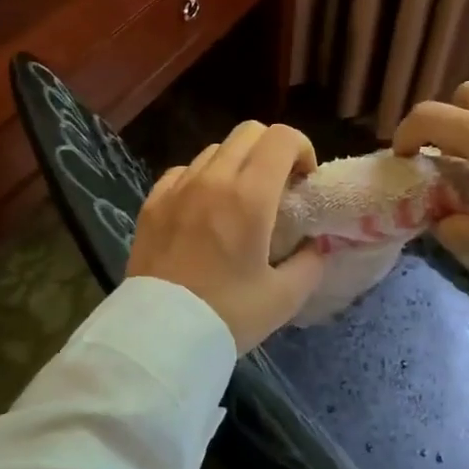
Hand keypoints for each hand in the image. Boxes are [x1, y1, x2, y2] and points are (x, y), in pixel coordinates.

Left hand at [127, 121, 326, 352]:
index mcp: (249, 196)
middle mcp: (212, 179)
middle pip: (249, 132)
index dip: (302, 149)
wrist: (160, 336)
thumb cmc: (227, 315)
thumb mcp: (284, 297)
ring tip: (239, 200)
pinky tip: (204, 209)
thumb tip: (316, 245)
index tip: (303, 182)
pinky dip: (202, 178)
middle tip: (278, 187)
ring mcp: (177, 188)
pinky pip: (183, 171)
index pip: (282, 138)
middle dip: (272, 150)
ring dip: (237, 163)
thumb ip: (310, 263)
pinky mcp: (152, 202)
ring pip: (215, 149)